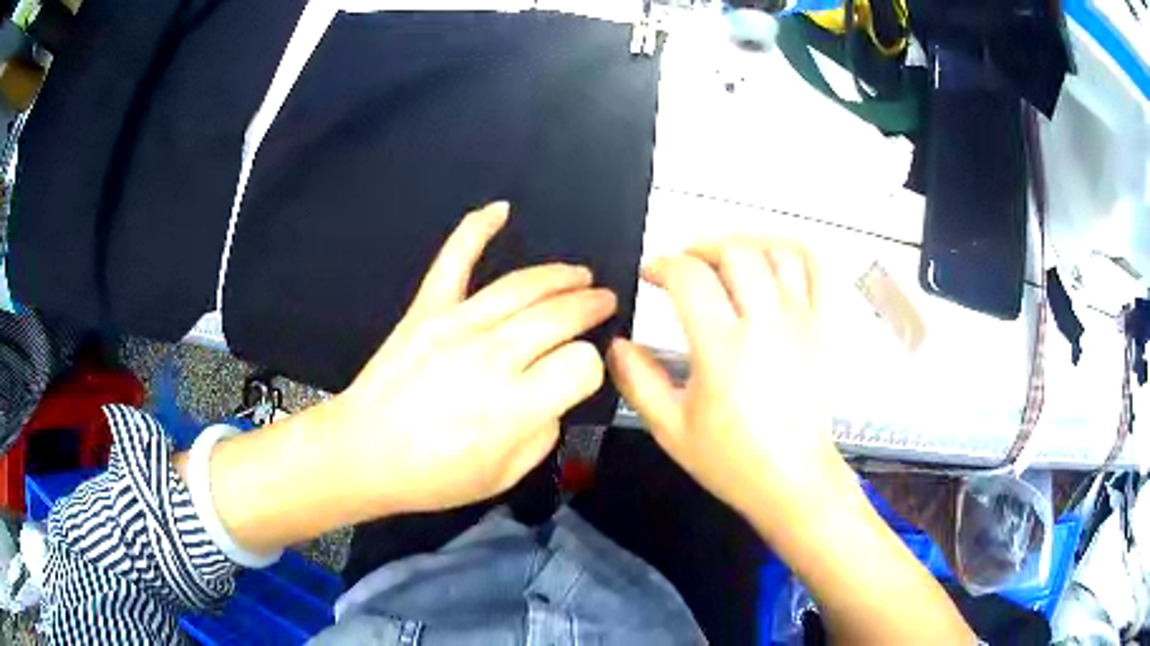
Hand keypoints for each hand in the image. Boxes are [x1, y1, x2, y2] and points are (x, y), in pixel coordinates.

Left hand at [328, 202, 615, 514]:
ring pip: (522, 286)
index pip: (581, 364)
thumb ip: (543, 432)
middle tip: (604, 301)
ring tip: (580, 275)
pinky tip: (501, 210)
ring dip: (560, 276)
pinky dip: (476, 229)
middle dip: (591, 306)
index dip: (591, 368)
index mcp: (516, 406)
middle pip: (559, 315)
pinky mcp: (426, 310)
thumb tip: (552, 395)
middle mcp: (493, 357)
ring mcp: (457, 325)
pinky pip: (454, 260)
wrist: (364, 453)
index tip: (581, 374)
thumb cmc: (434, 476)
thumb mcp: (505, 475)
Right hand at [609, 238, 851, 531]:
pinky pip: (817, 271)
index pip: (690, 278)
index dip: (663, 265)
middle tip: (684, 264)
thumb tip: (616, 344)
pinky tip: (773, 256)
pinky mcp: (823, 328)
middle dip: (701, 247)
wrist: (793, 480)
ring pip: (777, 253)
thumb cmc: (731, 461)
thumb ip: (637, 381)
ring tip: (724, 258)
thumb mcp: (671, 430)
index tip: (650, 275)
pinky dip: (794, 250)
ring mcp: (800, 322)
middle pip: (735, 253)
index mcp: (723, 350)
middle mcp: (765, 325)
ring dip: (744, 243)